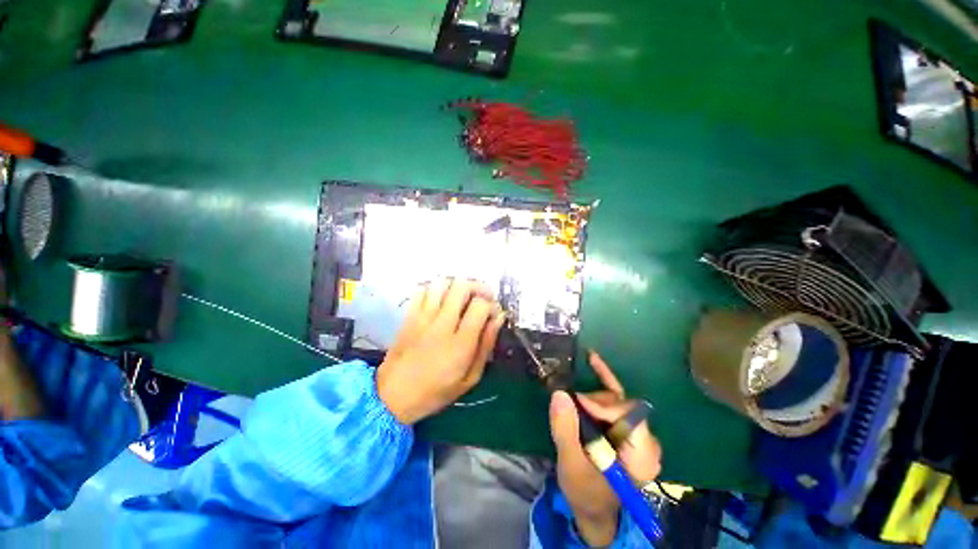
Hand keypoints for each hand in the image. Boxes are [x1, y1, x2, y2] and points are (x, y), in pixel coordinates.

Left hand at [377, 279, 505, 424]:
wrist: (393, 396)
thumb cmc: (436, 391)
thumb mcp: (470, 378)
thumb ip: (486, 345)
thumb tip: (498, 318)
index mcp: (460, 343)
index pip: (480, 305)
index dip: (491, 305)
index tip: (493, 314)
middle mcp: (442, 324)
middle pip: (461, 286)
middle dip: (477, 287)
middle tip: (482, 298)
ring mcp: (423, 317)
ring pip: (442, 283)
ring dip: (456, 285)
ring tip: (462, 297)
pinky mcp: (409, 315)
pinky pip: (422, 289)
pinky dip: (435, 288)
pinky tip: (441, 299)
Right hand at [549, 351, 661, 546]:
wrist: (593, 508)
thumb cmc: (586, 493)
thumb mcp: (572, 465)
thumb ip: (566, 431)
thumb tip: (559, 393)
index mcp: (642, 454)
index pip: (631, 416)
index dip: (604, 406)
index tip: (578, 404)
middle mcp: (645, 439)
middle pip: (622, 404)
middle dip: (594, 402)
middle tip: (572, 405)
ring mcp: (635, 431)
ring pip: (615, 398)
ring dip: (591, 397)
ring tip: (572, 404)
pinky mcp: (623, 426)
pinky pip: (614, 397)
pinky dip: (602, 378)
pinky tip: (592, 359)